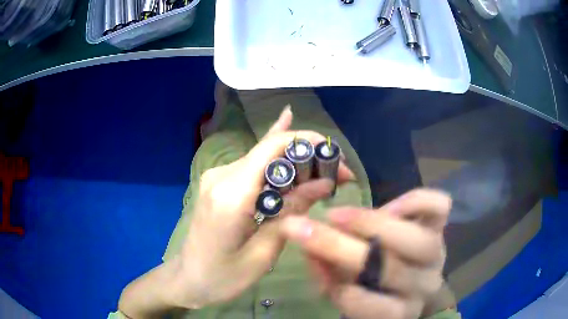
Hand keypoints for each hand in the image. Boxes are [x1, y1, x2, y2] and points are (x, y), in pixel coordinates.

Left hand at [166, 108, 354, 308]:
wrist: (187, 279)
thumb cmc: (222, 278)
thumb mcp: (262, 254)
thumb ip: (291, 214)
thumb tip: (324, 183)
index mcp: (231, 195)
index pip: (271, 149)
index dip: (306, 142)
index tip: (336, 155)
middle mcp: (221, 176)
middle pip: (269, 150)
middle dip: (307, 155)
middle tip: (339, 173)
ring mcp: (217, 177)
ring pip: (262, 156)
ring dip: (295, 162)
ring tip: (325, 174)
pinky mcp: (218, 183)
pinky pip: (252, 166)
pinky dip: (276, 160)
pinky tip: (287, 131)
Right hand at [279, 189, 451, 318]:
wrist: (412, 278)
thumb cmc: (375, 288)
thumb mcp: (346, 291)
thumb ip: (327, 275)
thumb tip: (308, 250)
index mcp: (398, 311)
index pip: (369, 305)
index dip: (336, 287)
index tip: (308, 260)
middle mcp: (423, 286)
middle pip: (389, 268)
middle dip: (339, 246)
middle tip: (307, 226)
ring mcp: (437, 255)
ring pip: (417, 239)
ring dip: (371, 223)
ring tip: (340, 215)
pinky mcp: (442, 228)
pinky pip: (439, 206)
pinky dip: (412, 200)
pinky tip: (388, 206)